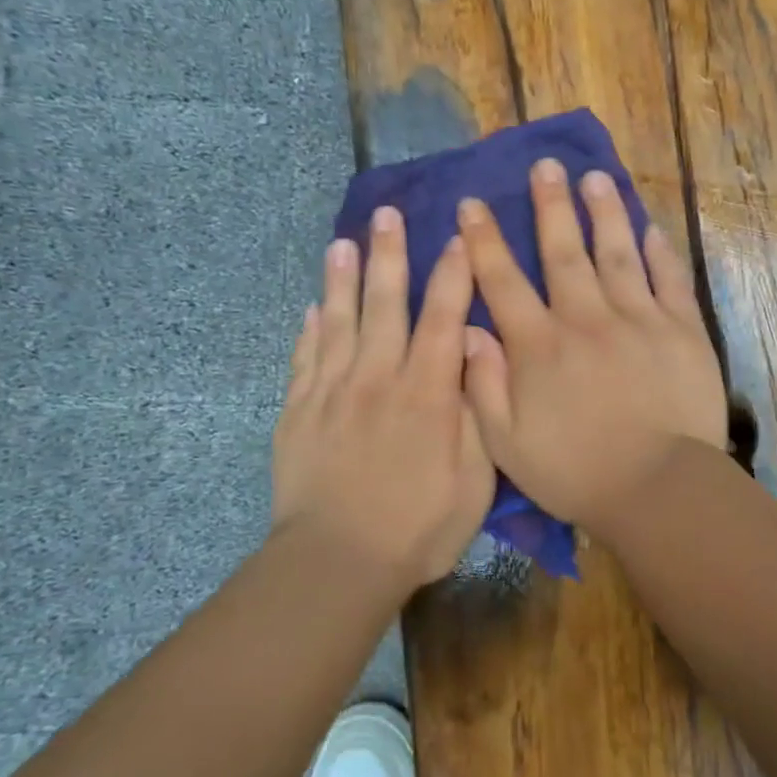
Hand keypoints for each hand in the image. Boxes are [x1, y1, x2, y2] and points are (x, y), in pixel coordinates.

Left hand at [272, 207, 493, 591]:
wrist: (337, 562)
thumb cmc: (419, 527)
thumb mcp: (475, 479)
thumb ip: (478, 412)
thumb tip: (477, 354)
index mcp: (427, 392)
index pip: (443, 317)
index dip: (453, 274)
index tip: (457, 237)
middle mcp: (378, 378)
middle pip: (385, 304)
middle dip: (390, 256)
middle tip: (387, 214)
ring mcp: (332, 393)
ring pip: (338, 322)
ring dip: (343, 279)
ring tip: (343, 242)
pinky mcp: (298, 413)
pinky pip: (304, 359)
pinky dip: (309, 330)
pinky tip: (313, 308)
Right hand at [457, 157, 726, 533]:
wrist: (658, 488)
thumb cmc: (576, 472)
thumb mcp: (507, 445)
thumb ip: (483, 386)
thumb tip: (468, 330)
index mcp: (539, 346)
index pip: (503, 282)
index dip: (484, 241)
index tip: (473, 205)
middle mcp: (586, 319)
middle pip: (563, 251)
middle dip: (550, 205)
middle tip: (545, 165)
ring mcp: (638, 319)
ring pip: (616, 253)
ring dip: (603, 212)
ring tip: (595, 178)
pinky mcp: (682, 329)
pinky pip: (669, 279)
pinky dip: (659, 251)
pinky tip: (650, 227)